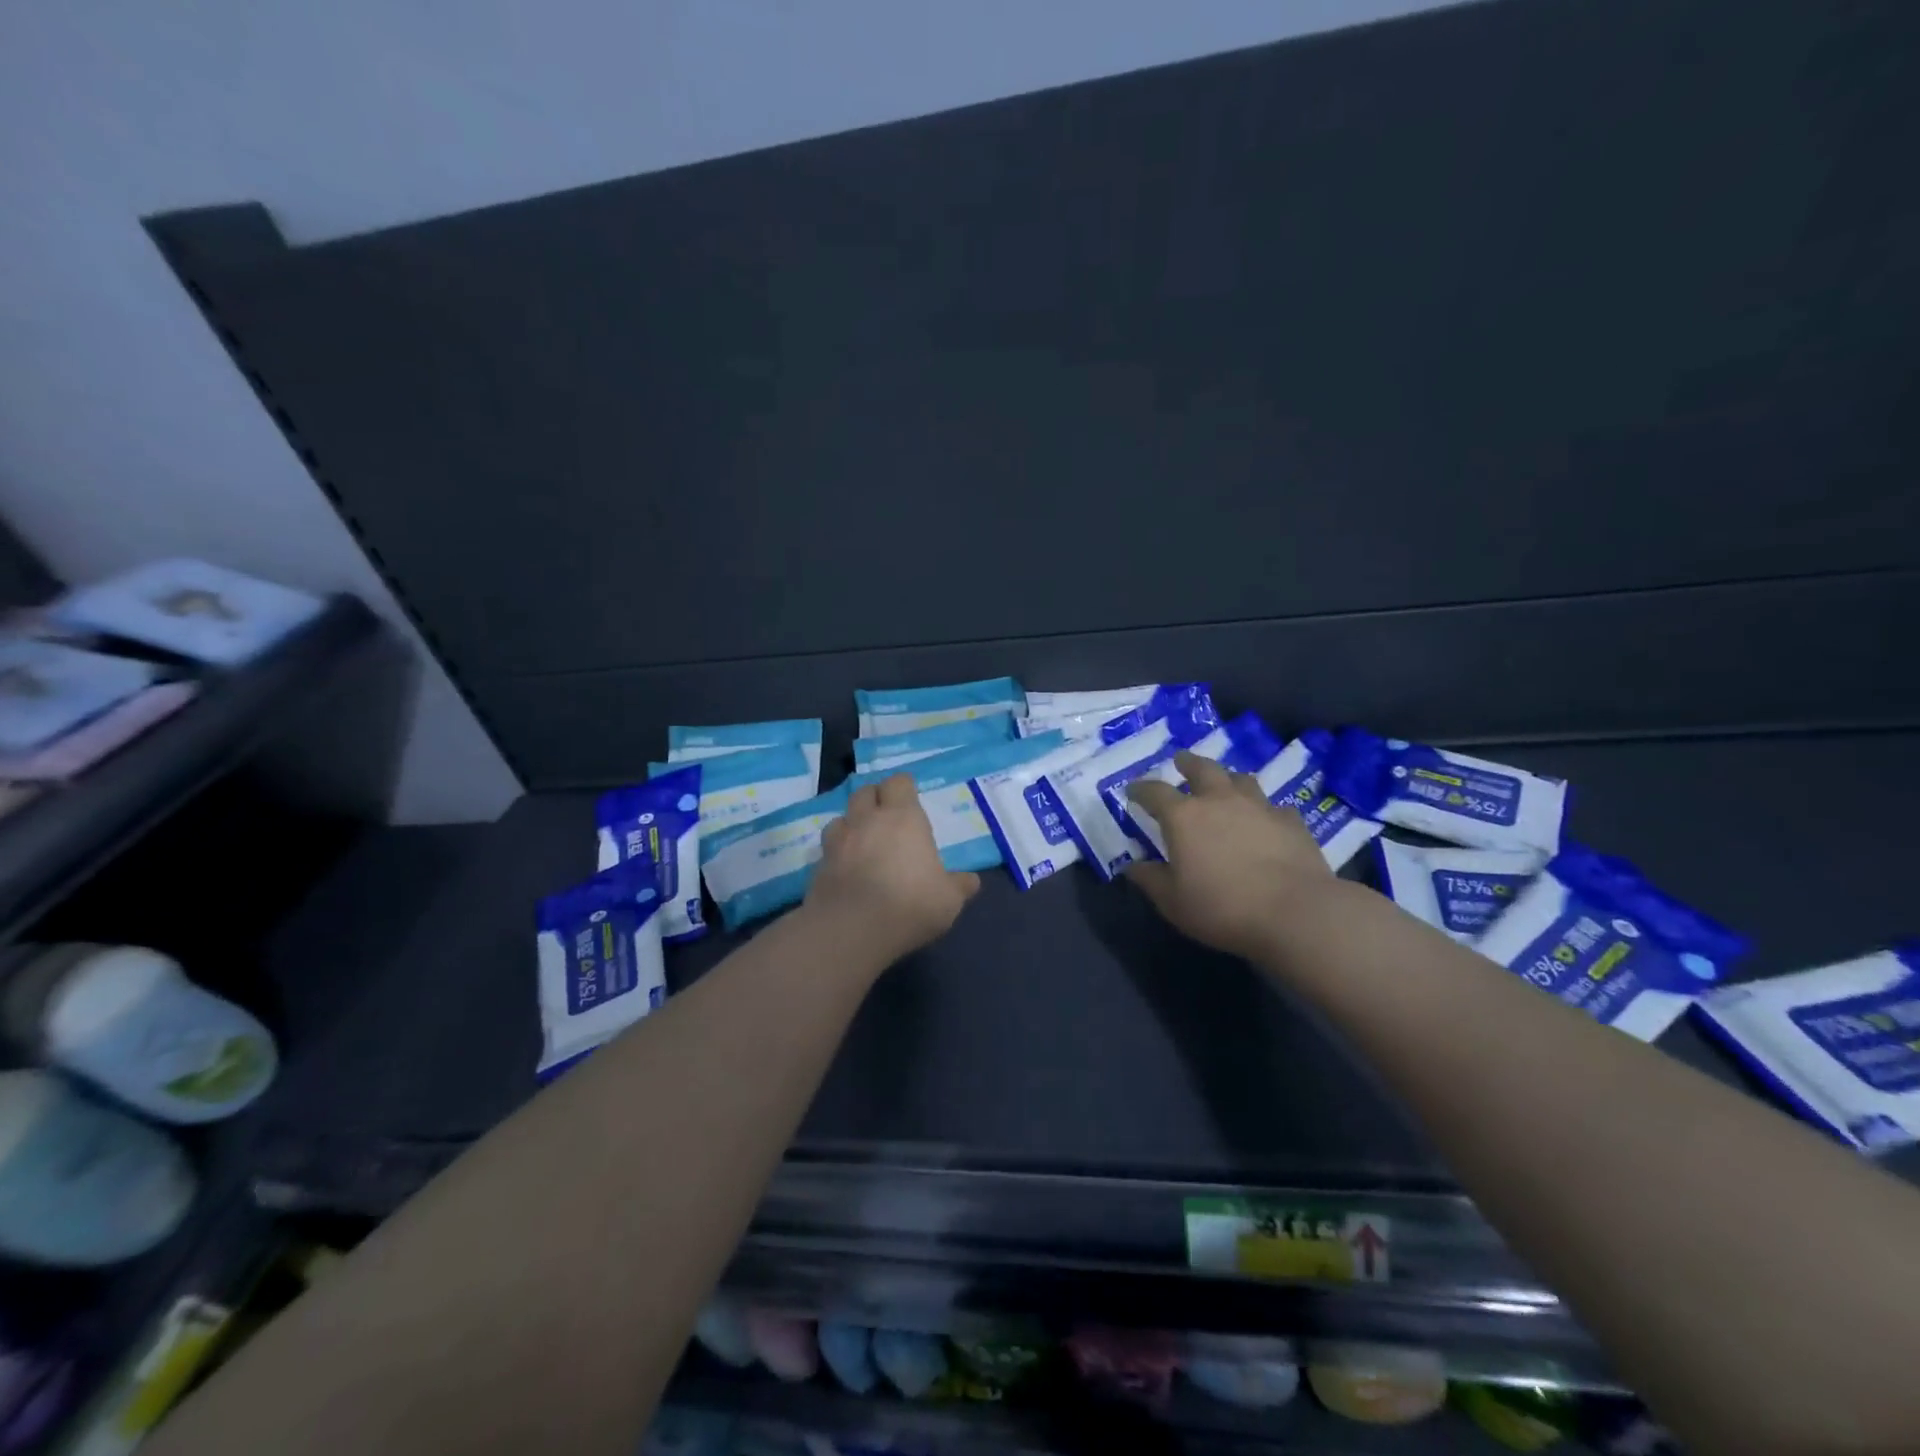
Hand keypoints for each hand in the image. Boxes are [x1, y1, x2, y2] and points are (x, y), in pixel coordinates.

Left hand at [805, 774, 980, 963]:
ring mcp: (838, 841)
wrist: (851, 930)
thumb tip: (970, 881)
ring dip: (851, 824)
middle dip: (875, 799)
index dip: (904, 788)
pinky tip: (846, 870)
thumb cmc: (910, 904)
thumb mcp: (948, 899)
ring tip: (862, 842)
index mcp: (903, 817)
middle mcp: (867, 820)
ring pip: (841, 817)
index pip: (899, 783)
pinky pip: (827, 849)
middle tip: (886, 817)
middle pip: (865, 791)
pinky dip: (836, 854)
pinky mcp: (818, 866)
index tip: (911, 800)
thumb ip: (959, 886)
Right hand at [1124, 752, 1332, 959]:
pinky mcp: (1291, 821)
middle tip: (1181, 761)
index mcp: (1183, 817)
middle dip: (1188, 763)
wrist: (1295, 912)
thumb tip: (1132, 866)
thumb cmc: (1222, 907)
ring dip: (1227, 779)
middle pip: (1202, 769)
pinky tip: (1265, 820)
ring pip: (1240, 779)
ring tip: (1224, 784)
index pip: (1154, 791)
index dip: (1140, 789)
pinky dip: (1264, 809)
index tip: (1133, 791)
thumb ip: (1150, 880)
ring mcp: (1259, 807)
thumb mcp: (1173, 901)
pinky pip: (1273, 806)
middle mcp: (1219, 800)